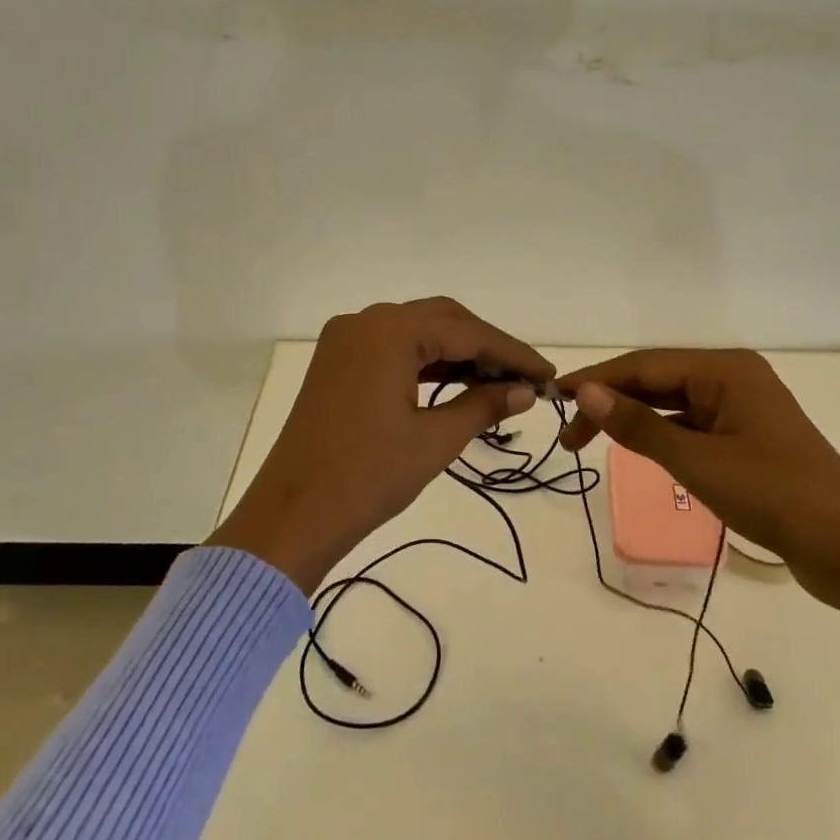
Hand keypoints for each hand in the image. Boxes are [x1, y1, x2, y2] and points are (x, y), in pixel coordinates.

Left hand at [209, 298, 553, 591]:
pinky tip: (454, 385)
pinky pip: (392, 350)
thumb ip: (483, 405)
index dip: (513, 354)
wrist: (291, 518)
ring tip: (498, 385)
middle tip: (525, 380)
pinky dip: (426, 364)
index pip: (468, 333)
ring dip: (457, 355)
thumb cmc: (368, 477)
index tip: (549, 375)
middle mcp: (366, 321)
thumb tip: (525, 391)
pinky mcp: (336, 363)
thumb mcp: (435, 440)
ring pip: (417, 334)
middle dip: (487, 348)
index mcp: (390, 331)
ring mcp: (345, 341)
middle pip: (443, 321)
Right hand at [557, 348, 839, 608]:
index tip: (554, 398)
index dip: (597, 380)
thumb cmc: (773, 496)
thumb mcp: (697, 460)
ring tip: (592, 441)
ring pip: (674, 403)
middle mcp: (735, 378)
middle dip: (612, 401)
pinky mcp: (749, 437)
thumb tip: (586, 391)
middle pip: (658, 380)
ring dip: (634, 419)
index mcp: (726, 370)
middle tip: (569, 435)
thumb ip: (639, 425)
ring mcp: (745, 408)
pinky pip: (693, 424)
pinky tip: (640, 448)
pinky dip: (662, 434)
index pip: (645, 365)